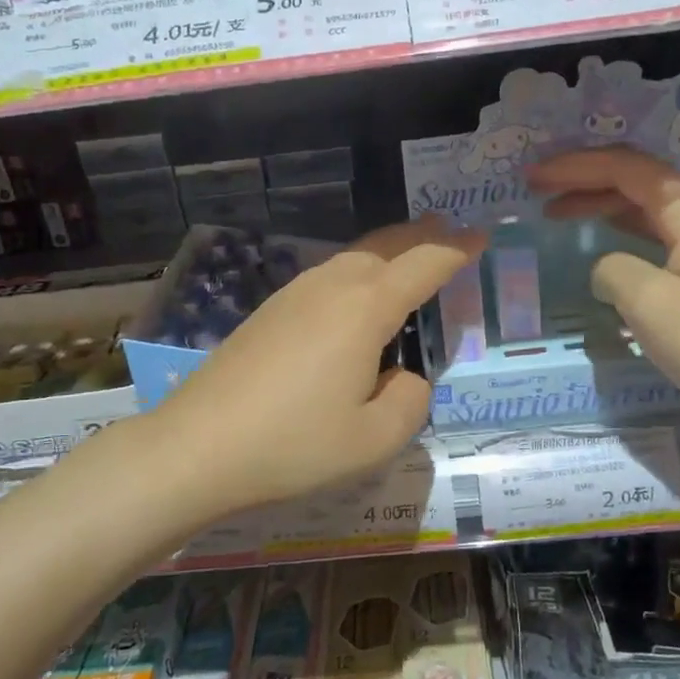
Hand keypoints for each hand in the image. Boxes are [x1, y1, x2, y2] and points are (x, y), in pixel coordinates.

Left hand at [144, 217, 485, 517]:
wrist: (197, 446)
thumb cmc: (293, 444)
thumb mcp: (374, 439)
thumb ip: (410, 400)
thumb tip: (403, 376)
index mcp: (366, 307)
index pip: (425, 262)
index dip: (458, 248)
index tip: (481, 237)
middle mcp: (332, 285)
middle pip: (387, 244)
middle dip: (423, 235)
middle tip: (449, 232)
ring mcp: (295, 293)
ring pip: (355, 256)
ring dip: (389, 250)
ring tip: (410, 257)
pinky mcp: (270, 310)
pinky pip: (329, 275)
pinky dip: (359, 271)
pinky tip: (357, 297)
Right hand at [528, 147, 679, 428]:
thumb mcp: (649, 304)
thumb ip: (612, 270)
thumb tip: (606, 267)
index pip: (622, 167)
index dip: (572, 167)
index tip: (532, 177)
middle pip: (633, 176)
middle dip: (582, 177)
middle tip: (535, 188)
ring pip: (642, 203)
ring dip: (598, 201)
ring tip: (554, 210)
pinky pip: (653, 229)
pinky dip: (618, 226)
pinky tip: (599, 237)